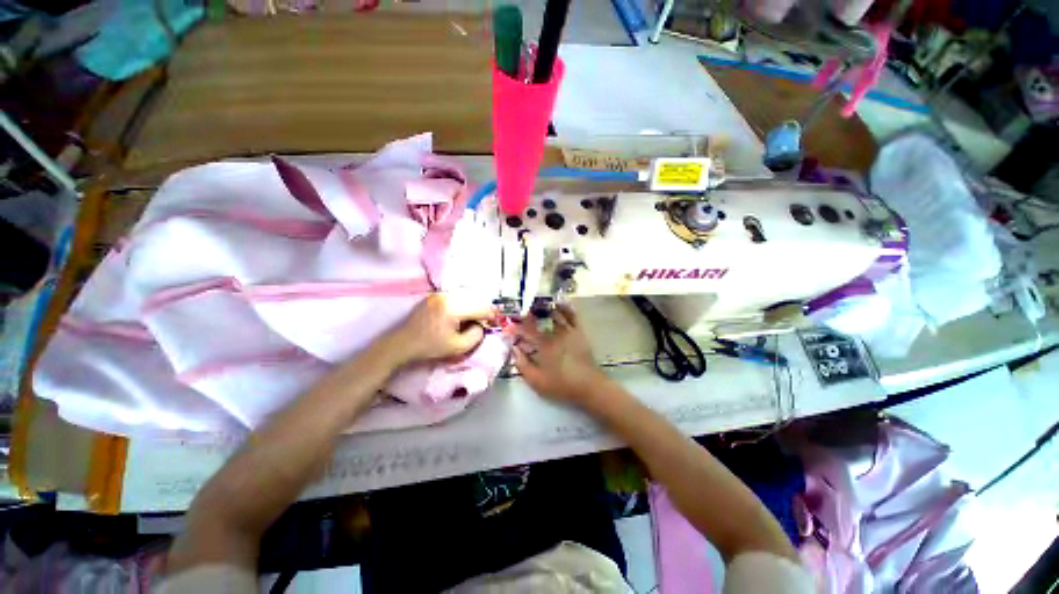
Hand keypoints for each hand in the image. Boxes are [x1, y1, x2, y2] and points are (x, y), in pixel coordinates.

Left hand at [390, 293, 494, 363]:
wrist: (402, 344)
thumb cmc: (430, 347)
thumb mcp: (458, 347)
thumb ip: (476, 335)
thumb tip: (481, 326)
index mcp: (453, 308)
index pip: (480, 308)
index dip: (491, 315)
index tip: (496, 322)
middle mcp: (447, 296)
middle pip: (474, 300)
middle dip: (481, 311)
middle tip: (484, 323)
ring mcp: (439, 294)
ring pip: (465, 297)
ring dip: (471, 308)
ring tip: (471, 321)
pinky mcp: (434, 296)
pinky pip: (455, 298)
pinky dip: (462, 305)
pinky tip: (459, 317)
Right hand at [512, 305, 610, 404]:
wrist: (589, 386)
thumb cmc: (561, 385)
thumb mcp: (537, 380)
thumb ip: (522, 364)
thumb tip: (514, 349)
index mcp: (544, 344)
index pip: (525, 331)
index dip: (515, 328)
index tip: (507, 328)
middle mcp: (556, 332)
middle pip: (538, 320)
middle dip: (526, 316)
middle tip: (519, 314)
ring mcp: (569, 330)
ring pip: (554, 313)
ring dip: (543, 309)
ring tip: (535, 305)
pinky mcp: (579, 332)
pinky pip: (572, 315)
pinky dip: (565, 307)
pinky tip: (559, 303)